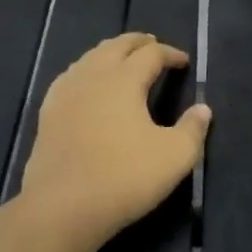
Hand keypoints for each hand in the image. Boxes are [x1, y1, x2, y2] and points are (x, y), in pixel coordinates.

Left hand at [19, 32, 211, 251]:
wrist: (61, 208)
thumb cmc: (124, 177)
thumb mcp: (174, 157)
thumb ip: (193, 129)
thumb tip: (203, 109)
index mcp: (124, 79)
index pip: (151, 54)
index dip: (170, 53)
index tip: (184, 62)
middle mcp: (94, 76)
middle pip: (117, 46)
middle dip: (138, 42)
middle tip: (153, 45)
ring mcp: (66, 93)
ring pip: (90, 57)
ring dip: (111, 53)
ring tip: (122, 58)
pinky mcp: (48, 113)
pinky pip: (70, 77)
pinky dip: (86, 70)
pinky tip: (86, 83)